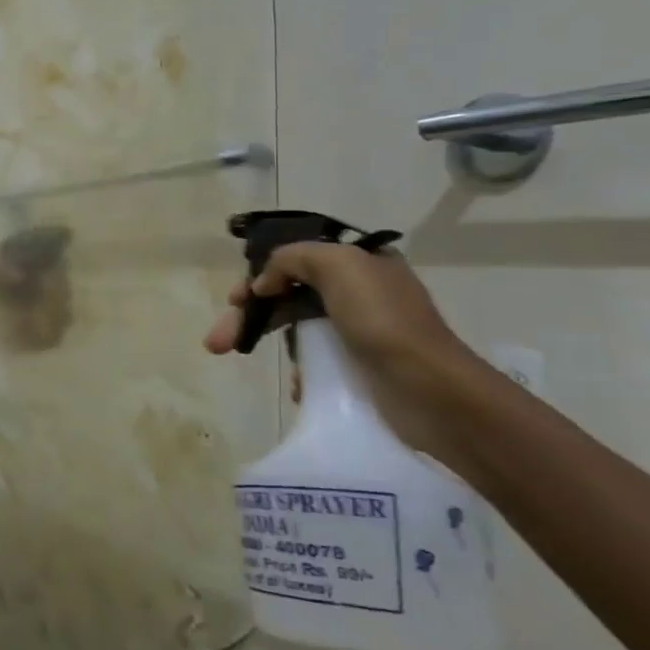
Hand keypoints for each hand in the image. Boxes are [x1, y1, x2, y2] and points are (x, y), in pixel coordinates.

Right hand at [204, 242, 491, 465]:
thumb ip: (293, 258)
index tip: (238, 298)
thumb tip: (265, 283)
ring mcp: (359, 331)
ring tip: (233, 358)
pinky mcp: (360, 367)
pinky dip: (298, 370)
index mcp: (360, 262)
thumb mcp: (338, 266)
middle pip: (288, 295)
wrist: (430, 391)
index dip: (261, 274)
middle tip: (219, 339)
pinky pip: (315, 360)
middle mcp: (359, 292)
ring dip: (262, 340)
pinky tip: (294, 385)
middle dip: (250, 314)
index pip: (297, 259)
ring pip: (296, 327)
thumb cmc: (383, 321)